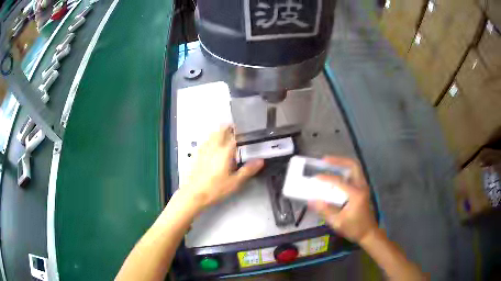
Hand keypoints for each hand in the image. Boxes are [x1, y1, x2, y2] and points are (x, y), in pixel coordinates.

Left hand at [177, 126, 263, 211]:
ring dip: (218, 132)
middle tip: (234, 131)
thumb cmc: (216, 188)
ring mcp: (203, 150)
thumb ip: (248, 170)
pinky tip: (212, 146)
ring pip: (211, 135)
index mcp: (224, 152)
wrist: (194, 194)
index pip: (233, 136)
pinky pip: (205, 142)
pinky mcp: (196, 155)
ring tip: (224, 136)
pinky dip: (210, 139)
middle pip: (220, 131)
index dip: (239, 132)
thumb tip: (261, 160)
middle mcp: (213, 147)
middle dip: (227, 128)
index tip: (244, 133)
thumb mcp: (235, 182)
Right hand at [309, 156, 376, 242]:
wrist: (368, 233)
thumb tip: (312, 200)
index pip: (339, 181)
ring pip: (355, 168)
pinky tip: (336, 175)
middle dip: (339, 161)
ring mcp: (364, 187)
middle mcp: (362, 187)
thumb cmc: (354, 229)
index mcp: (356, 194)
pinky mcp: (363, 190)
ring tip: (329, 164)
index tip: (315, 178)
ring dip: (342, 164)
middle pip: (353, 166)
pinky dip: (345, 171)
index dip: (326, 178)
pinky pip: (354, 174)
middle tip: (325, 160)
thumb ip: (325, 210)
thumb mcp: (338, 222)